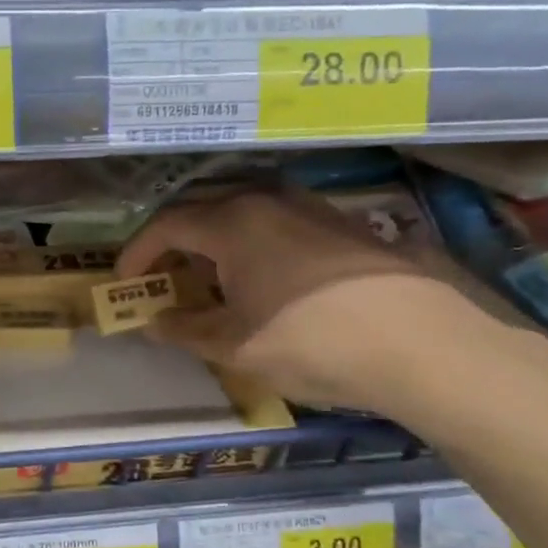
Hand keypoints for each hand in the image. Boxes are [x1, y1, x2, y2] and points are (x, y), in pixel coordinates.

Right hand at [116, 188, 528, 415]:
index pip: (166, 225)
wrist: (424, 343)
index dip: (138, 251)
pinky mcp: (342, 223)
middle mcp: (266, 201)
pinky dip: (252, 243)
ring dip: (215, 240)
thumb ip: (187, 330)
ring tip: (211, 278)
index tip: (123, 280)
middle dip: (173, 241)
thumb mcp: (237, 346)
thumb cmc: (312, 342)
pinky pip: (277, 221)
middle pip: (202, 209)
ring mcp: (309, 207)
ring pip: (243, 211)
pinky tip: (264, 278)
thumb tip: (153, 323)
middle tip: (162, 275)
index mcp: (232, 224)